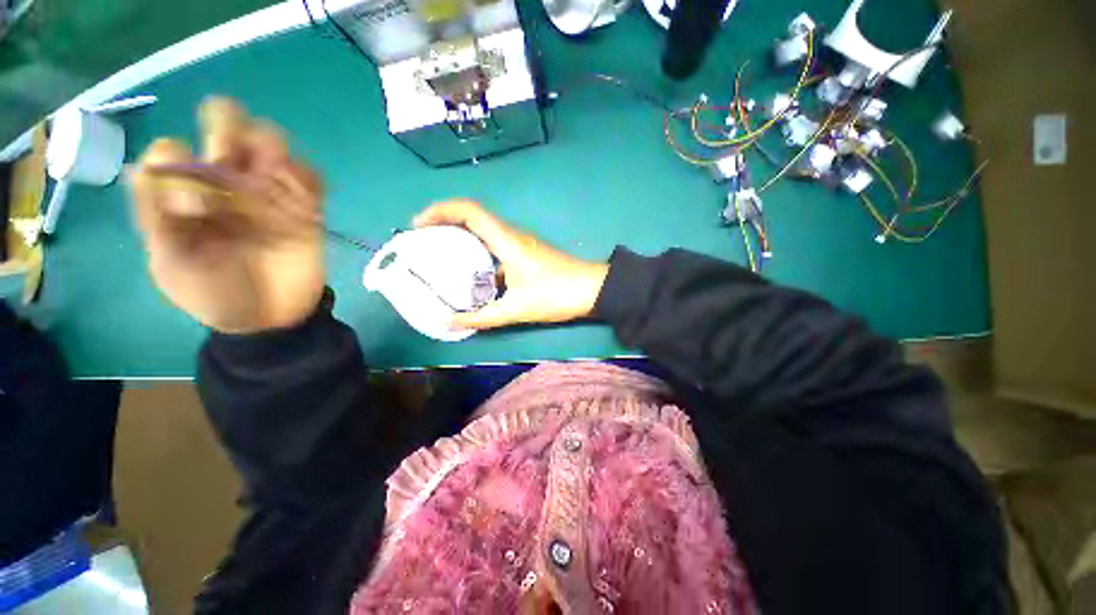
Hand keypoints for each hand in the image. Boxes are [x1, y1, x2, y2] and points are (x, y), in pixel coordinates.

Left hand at [130, 97, 324, 333]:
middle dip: (227, 125)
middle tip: (231, 161)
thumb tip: (148, 168)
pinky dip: (305, 175)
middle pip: (225, 126)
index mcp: (186, 194)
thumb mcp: (171, 264)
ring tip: (272, 175)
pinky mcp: (306, 211)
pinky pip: (310, 178)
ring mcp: (269, 195)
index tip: (189, 204)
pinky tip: (300, 193)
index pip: (173, 150)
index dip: (177, 164)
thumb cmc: (214, 295)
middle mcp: (225, 184)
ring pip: (270, 142)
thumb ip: (156, 219)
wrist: (268, 320)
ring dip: (270, 147)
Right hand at [413, 201, 608, 329]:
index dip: (440, 211)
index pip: (469, 210)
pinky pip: (494, 247)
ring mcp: (519, 244)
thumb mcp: (516, 309)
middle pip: (472, 217)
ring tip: (439, 257)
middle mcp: (511, 236)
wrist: (593, 290)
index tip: (418, 226)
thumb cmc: (556, 294)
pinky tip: (470, 275)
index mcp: (506, 240)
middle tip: (422, 243)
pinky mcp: (525, 254)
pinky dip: (477, 254)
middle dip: (444, 223)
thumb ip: (481, 317)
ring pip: (483, 232)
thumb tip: (449, 323)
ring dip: (460, 238)